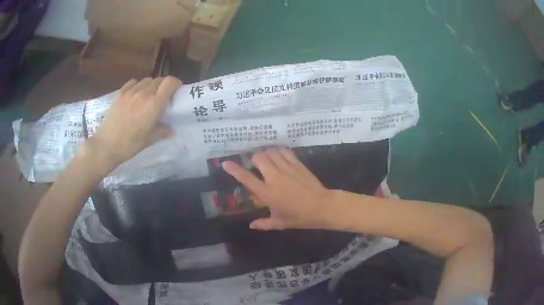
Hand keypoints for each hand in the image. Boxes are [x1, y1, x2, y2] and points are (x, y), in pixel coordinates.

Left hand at [92, 76, 181, 165]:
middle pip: (159, 80)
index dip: (175, 83)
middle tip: (161, 97)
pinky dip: (138, 85)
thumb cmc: (129, 145)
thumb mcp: (149, 140)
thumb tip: (171, 130)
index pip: (170, 82)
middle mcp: (144, 93)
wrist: (106, 145)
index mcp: (154, 104)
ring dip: (151, 86)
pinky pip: (133, 82)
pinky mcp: (120, 93)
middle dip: (163, 86)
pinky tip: (135, 95)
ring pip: (146, 80)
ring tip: (147, 97)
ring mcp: (131, 91)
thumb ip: (162, 131)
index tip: (175, 91)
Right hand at [222, 148, 334, 229]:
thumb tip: (251, 226)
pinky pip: (284, 151)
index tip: (225, 163)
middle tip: (257, 166)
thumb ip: (264, 223)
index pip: (246, 178)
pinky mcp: (297, 164)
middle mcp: (274, 177)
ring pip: (271, 152)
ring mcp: (286, 168)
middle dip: (255, 159)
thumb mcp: (280, 222)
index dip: (234, 170)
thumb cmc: (299, 217)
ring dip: (267, 154)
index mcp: (266, 193)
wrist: (322, 206)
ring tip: (269, 161)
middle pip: (258, 157)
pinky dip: (279, 152)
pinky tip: (281, 157)